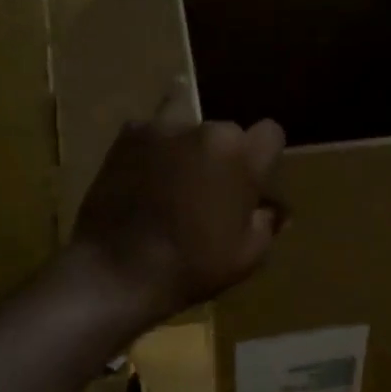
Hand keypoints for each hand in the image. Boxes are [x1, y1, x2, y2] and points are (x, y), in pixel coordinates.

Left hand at [70, 106, 285, 326]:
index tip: (255, 179)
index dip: (265, 156)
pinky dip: (153, 148)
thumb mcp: (247, 255)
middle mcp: (207, 131)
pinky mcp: (127, 137)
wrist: (118, 271)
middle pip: (228, 131)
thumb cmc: (193, 266)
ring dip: (188, 141)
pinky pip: (150, 131)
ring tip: (178, 170)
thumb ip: (266, 222)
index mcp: (242, 156)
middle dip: (225, 153)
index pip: (270, 133)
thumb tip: (272, 208)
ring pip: (187, 119)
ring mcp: (163, 129)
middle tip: (211, 187)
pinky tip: (145, 175)